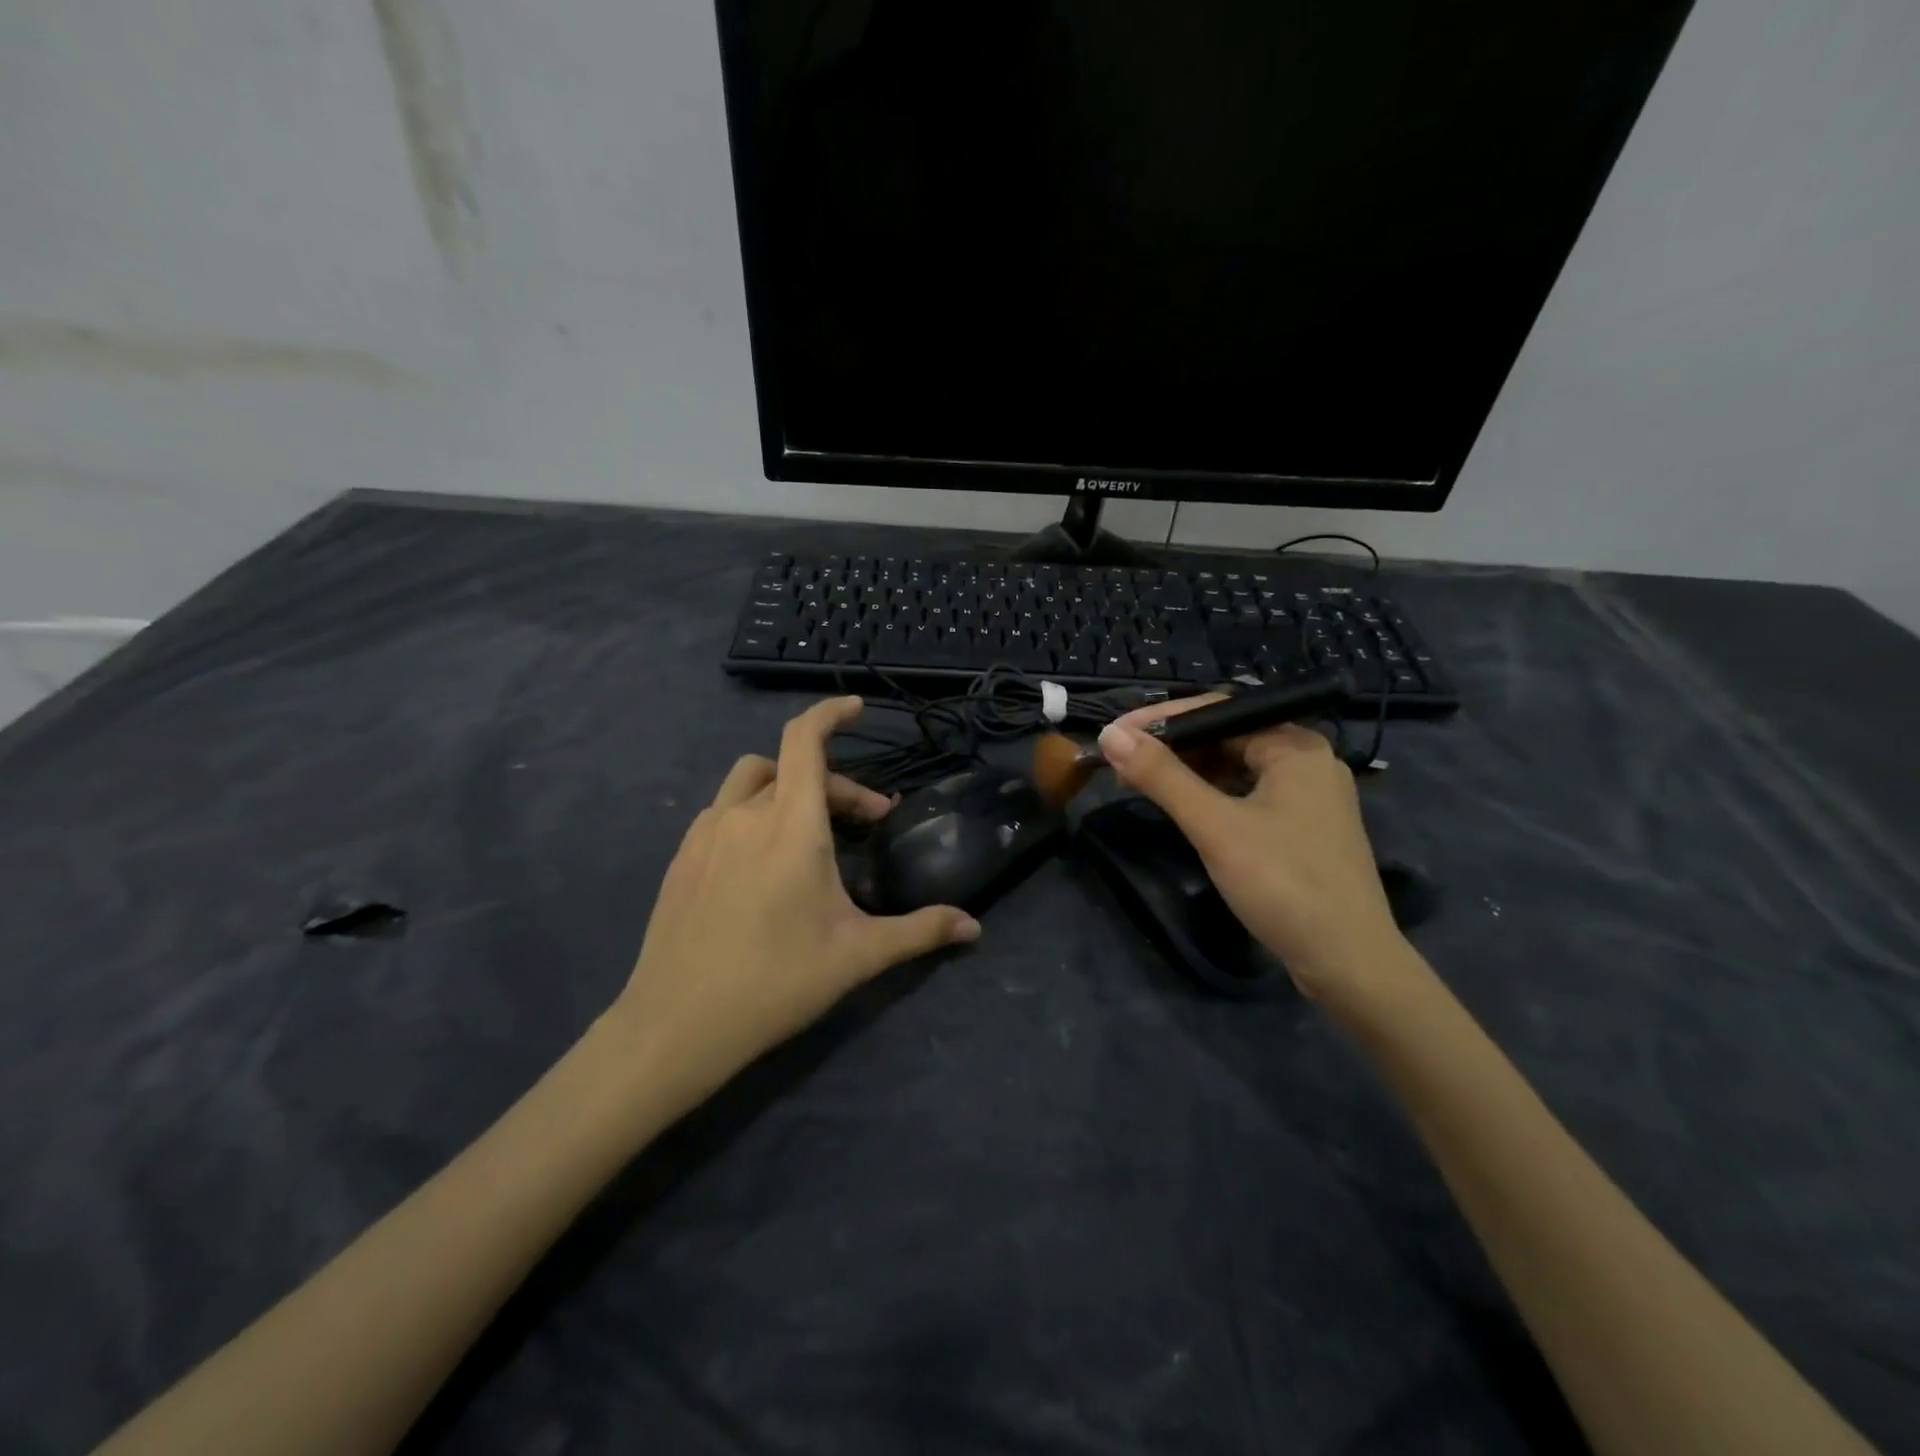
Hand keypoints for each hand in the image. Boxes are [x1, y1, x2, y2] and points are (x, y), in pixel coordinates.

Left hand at [610, 697, 979, 1114]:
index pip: (805, 739)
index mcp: (791, 825)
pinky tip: (763, 862)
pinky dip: (754, 813)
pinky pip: (723, 812)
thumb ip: (920, 932)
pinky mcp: (682, 857)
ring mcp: (705, 833)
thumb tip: (974, 927)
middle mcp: (745, 814)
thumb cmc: (776, 981)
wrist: (676, 1025)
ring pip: (751, 782)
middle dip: (836, 783)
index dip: (830, 713)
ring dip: (787, 789)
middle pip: (792, 766)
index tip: (856, 709)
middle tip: (868, 822)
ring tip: (810, 831)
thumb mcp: (857, 955)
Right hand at [1098, 699, 1407, 1003]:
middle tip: (1120, 763)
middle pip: (1225, 737)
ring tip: (1139, 782)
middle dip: (1171, 747)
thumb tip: (1111, 734)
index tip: (1114, 734)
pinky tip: (1181, 807)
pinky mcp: (1301, 828)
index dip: (1159, 719)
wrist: (1349, 963)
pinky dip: (1209, 796)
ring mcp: (1306, 796)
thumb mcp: (1215, 827)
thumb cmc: (1283, 884)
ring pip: (1234, 767)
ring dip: (1186, 772)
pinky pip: (1245, 794)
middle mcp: (1305, 760)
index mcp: (1295, 745)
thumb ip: (1163, 777)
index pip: (1217, 710)